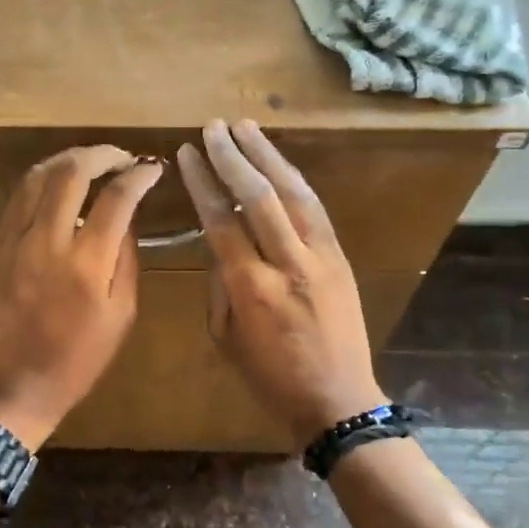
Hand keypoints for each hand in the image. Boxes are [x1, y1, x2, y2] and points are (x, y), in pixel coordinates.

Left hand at [0, 146, 163, 449]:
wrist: (13, 386)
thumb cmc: (77, 360)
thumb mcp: (121, 316)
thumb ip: (127, 260)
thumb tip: (127, 218)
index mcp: (86, 264)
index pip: (117, 198)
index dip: (138, 175)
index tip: (153, 168)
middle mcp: (48, 241)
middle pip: (72, 172)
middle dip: (101, 154)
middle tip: (121, 157)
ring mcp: (16, 240)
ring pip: (38, 176)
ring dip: (68, 159)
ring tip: (91, 162)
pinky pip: (18, 197)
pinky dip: (42, 180)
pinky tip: (58, 183)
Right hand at [176, 120, 388, 444]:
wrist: (337, 400)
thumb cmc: (270, 376)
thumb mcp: (225, 337)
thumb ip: (220, 285)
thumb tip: (219, 245)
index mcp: (251, 288)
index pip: (221, 220)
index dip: (203, 183)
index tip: (187, 154)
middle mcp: (288, 263)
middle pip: (259, 196)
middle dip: (233, 156)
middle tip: (213, 127)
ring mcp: (321, 257)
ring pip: (293, 192)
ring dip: (267, 155)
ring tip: (245, 127)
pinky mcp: (341, 257)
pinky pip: (315, 208)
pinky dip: (294, 179)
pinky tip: (279, 162)